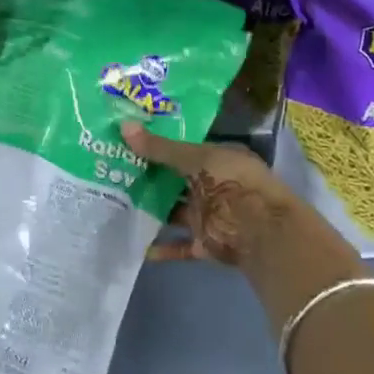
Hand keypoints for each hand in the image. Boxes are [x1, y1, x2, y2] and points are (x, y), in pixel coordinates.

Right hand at [119, 121, 308, 266]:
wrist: (262, 232)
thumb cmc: (231, 183)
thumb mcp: (195, 158)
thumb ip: (160, 148)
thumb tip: (124, 126)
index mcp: (217, 158)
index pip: (183, 148)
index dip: (158, 144)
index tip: (127, 141)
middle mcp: (213, 185)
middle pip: (176, 180)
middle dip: (148, 177)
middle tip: (111, 169)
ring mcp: (209, 215)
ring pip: (174, 212)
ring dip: (151, 210)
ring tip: (115, 204)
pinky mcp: (205, 243)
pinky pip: (179, 245)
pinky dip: (161, 247)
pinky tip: (136, 245)